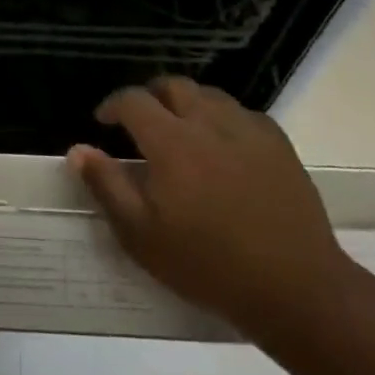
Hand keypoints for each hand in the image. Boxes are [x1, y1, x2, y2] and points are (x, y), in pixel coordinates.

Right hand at [68, 77, 350, 338]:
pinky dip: (223, 119)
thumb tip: (78, 150)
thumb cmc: (209, 265)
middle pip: (173, 86)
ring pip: (209, 94)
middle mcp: (207, 122)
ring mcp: (247, 129)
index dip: (113, 105)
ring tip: (181, 129)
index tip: (104, 121)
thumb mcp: (142, 236)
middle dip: (150, 95)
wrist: (296, 289)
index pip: (133, 100)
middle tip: (142, 121)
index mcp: (171, 141)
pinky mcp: (278, 143)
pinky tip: (223, 145)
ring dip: (187, 103)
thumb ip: (107, 186)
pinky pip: (242, 113)